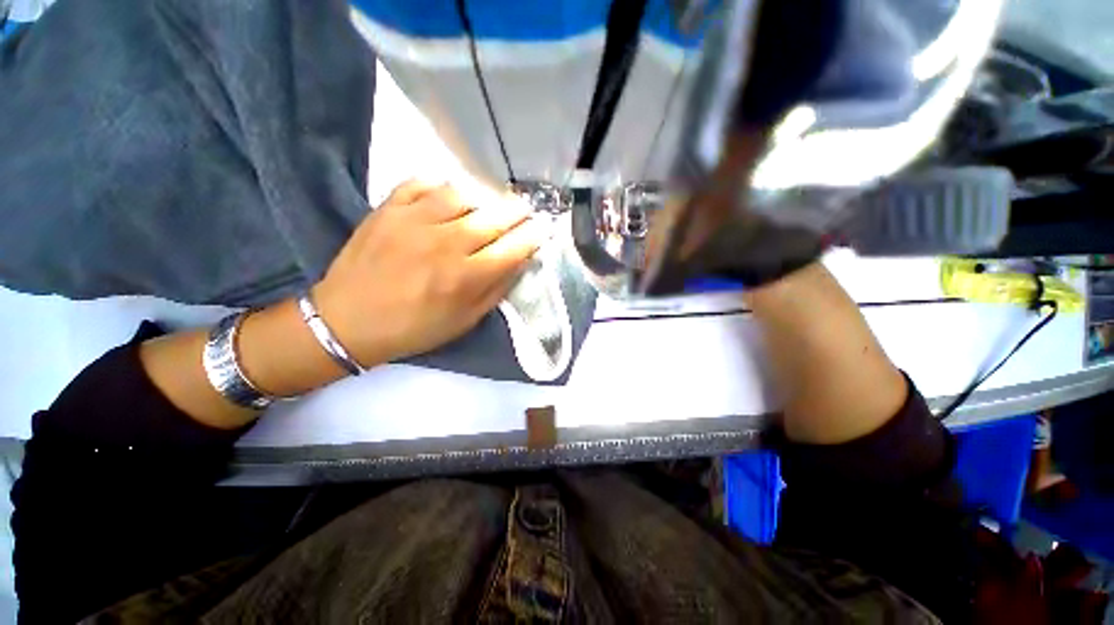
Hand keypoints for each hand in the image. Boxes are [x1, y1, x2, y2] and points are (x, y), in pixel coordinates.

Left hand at [313, 180, 548, 366]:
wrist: (347, 322)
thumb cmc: (415, 328)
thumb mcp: (466, 321)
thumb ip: (497, 289)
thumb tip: (520, 261)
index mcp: (466, 277)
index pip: (514, 247)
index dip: (534, 235)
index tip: (542, 229)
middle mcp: (445, 244)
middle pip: (494, 216)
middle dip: (517, 211)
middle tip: (524, 211)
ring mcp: (414, 221)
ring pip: (462, 193)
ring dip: (482, 197)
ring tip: (485, 206)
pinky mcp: (387, 209)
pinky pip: (421, 182)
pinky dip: (439, 184)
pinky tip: (446, 196)